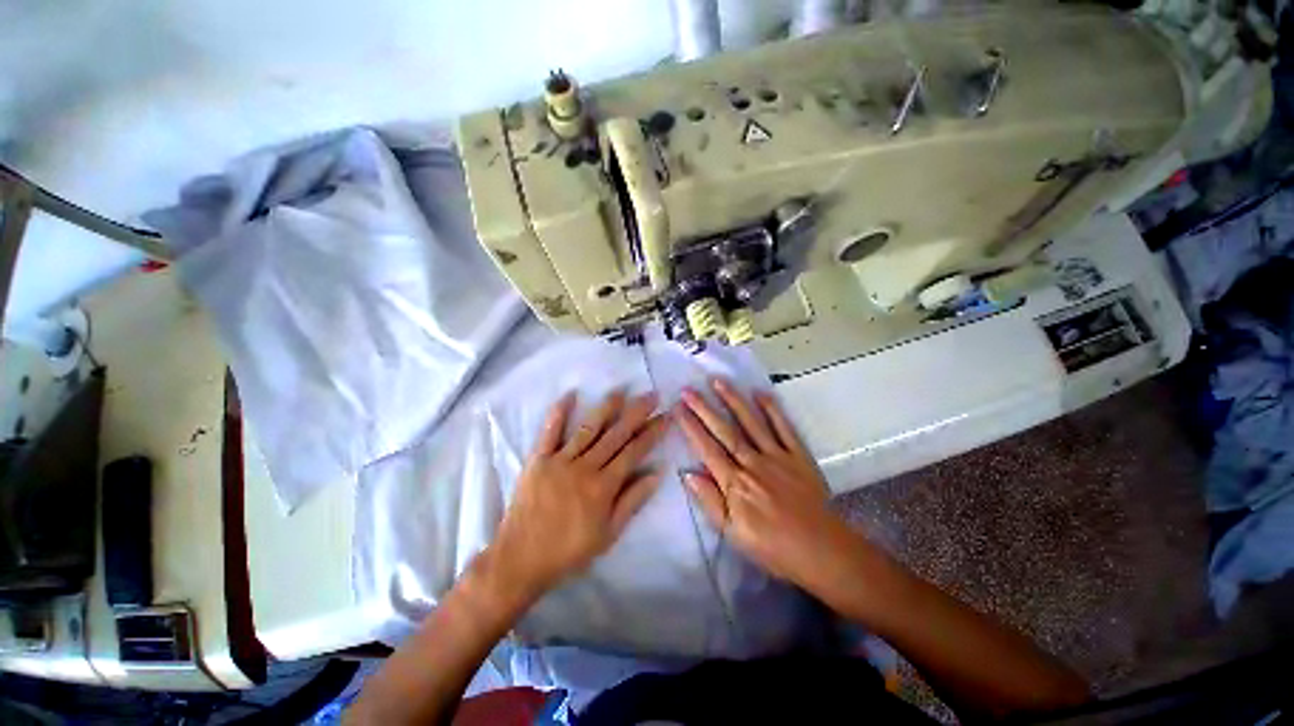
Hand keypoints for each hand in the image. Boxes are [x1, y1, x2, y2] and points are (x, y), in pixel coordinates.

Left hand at [487, 390, 668, 602]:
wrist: (521, 559)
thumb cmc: (569, 550)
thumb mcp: (608, 534)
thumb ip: (633, 501)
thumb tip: (656, 472)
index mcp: (604, 486)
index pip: (634, 451)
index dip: (652, 432)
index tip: (665, 416)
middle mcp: (585, 467)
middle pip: (616, 434)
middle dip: (637, 413)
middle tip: (652, 395)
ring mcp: (560, 460)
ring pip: (589, 428)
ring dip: (606, 408)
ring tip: (621, 391)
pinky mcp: (538, 459)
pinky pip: (550, 432)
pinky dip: (559, 413)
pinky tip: (570, 395)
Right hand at [677, 378, 856, 594]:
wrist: (821, 551)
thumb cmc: (772, 546)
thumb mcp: (732, 534)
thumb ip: (709, 501)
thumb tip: (687, 474)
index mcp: (735, 483)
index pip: (707, 449)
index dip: (691, 427)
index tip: (677, 408)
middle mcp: (753, 463)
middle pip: (724, 431)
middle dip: (704, 408)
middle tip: (688, 389)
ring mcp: (777, 456)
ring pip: (751, 423)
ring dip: (733, 400)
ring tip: (718, 381)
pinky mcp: (798, 455)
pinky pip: (784, 428)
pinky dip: (773, 410)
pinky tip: (761, 394)